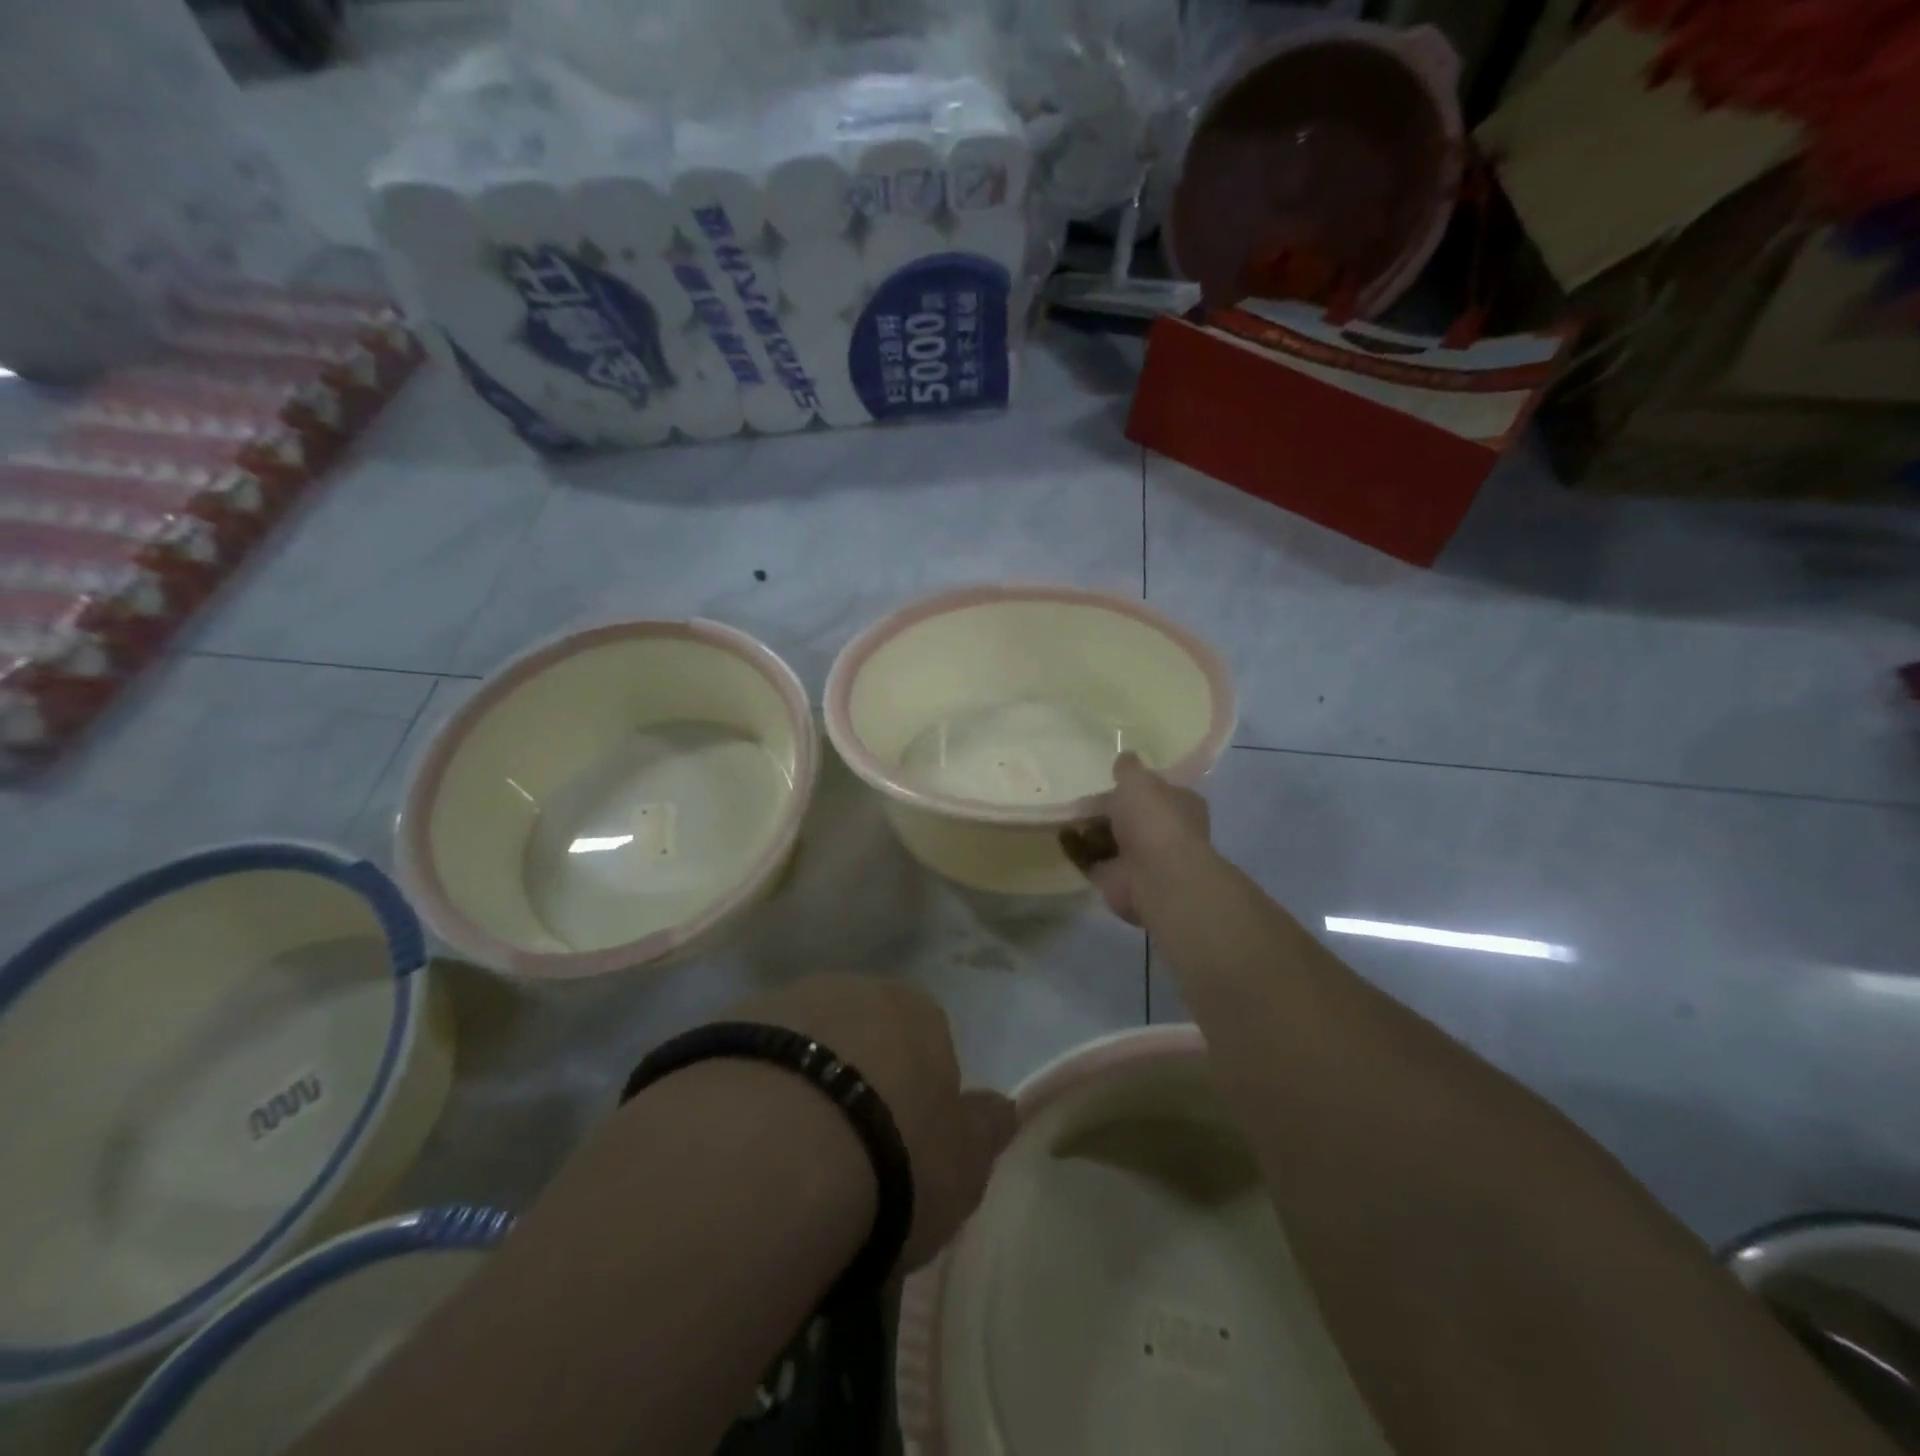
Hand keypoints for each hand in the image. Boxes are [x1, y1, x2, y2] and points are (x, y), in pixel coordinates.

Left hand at [722, 974, 1015, 1273]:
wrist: (774, 1152)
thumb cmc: (892, 1157)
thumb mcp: (964, 1163)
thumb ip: (985, 1129)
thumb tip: (1003, 1107)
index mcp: (915, 1010)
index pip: (926, 1044)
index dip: (915, 1098)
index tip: (901, 1153)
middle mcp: (849, 988)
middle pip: (859, 1036)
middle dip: (854, 1082)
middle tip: (842, 1157)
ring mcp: (779, 1001)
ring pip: (799, 1046)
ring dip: (797, 1087)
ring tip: (783, 1164)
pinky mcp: (717, 1029)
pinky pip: (744, 1066)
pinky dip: (747, 1098)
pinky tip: (738, 1152)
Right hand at [1060, 751, 1212, 924]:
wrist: (1155, 877)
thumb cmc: (1155, 820)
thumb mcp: (1139, 780)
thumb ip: (1128, 768)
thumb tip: (1124, 757)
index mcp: (1179, 805)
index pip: (1158, 790)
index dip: (1136, 784)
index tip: (1111, 775)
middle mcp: (1163, 831)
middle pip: (1129, 814)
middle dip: (1106, 806)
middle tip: (1080, 793)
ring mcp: (1139, 858)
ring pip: (1109, 838)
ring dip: (1088, 828)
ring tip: (1064, 811)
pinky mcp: (1115, 878)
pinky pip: (1091, 859)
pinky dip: (1076, 848)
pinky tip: (1060, 834)